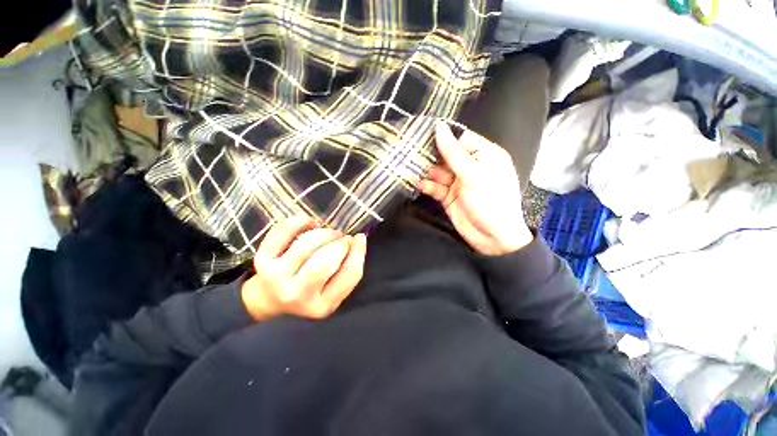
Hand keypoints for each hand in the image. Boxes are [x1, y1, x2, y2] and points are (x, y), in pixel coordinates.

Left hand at [241, 216, 366, 320]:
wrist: (269, 301)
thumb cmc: (309, 293)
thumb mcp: (333, 291)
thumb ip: (348, 269)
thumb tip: (358, 239)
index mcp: (323, 305)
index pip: (350, 274)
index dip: (358, 251)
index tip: (359, 238)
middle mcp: (298, 295)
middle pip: (326, 261)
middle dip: (340, 243)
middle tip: (342, 238)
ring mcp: (277, 277)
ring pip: (307, 244)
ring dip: (324, 232)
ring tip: (329, 233)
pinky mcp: (262, 260)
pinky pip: (283, 232)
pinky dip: (300, 221)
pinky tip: (311, 223)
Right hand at [418, 123, 532, 255]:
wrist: (493, 238)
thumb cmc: (491, 202)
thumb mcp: (473, 174)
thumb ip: (454, 153)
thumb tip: (439, 127)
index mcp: (484, 155)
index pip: (460, 138)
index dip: (443, 135)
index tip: (422, 132)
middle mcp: (470, 167)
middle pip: (446, 155)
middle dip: (430, 154)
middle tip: (410, 150)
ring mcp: (458, 182)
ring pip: (438, 171)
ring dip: (426, 171)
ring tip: (411, 167)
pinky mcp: (448, 197)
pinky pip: (435, 187)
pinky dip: (427, 185)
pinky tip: (419, 184)